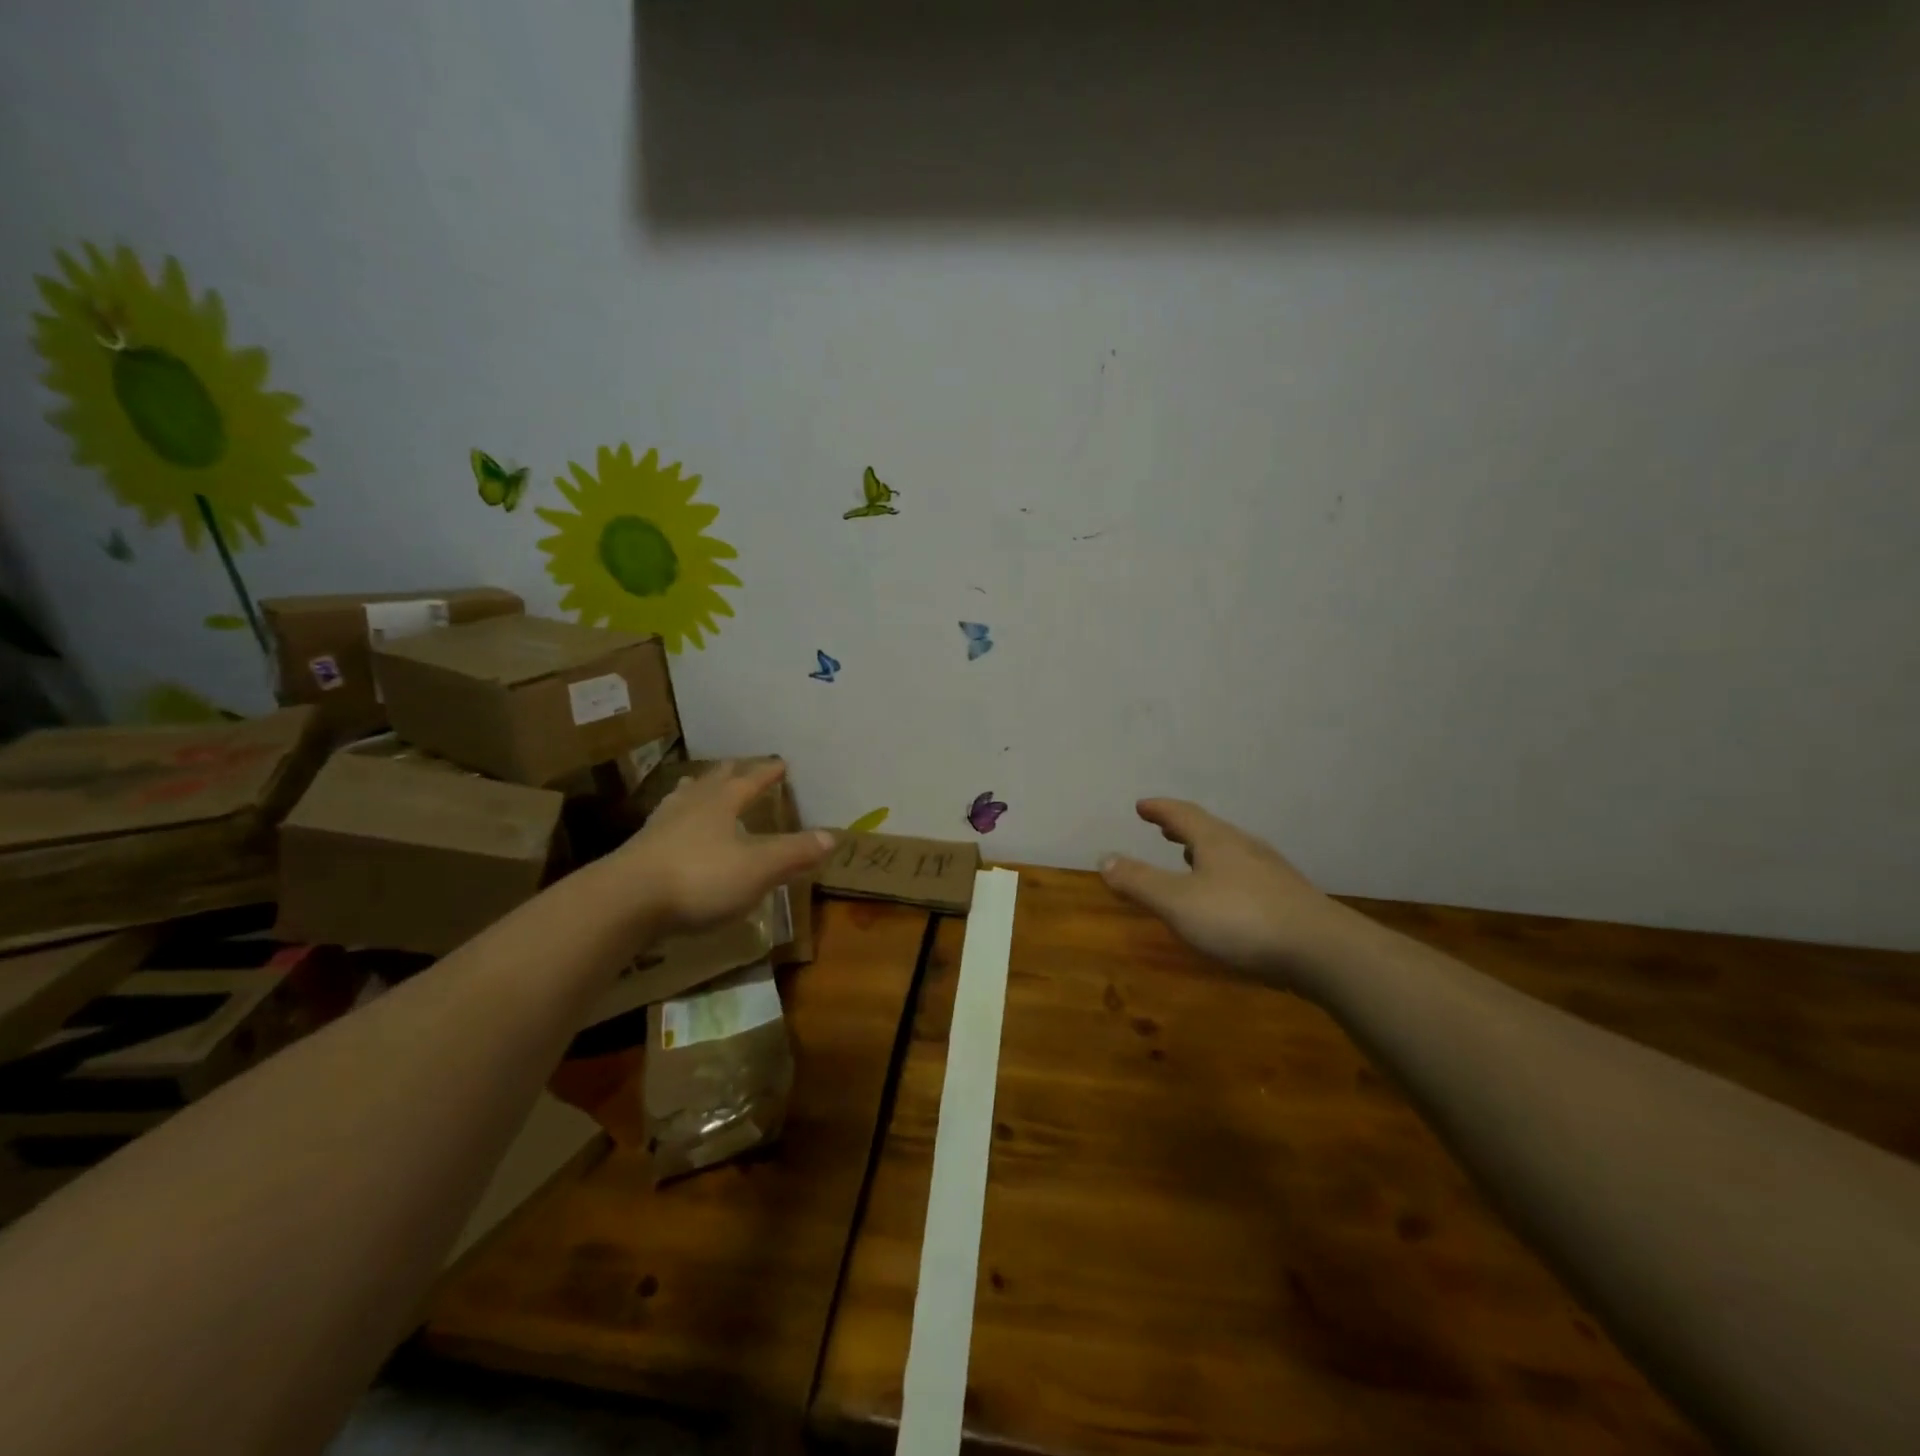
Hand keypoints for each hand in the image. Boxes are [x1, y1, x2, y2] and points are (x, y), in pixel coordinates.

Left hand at [610, 760, 834, 935]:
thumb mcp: (758, 868)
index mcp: (721, 805)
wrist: (625, 902)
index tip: (780, 762)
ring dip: (694, 791)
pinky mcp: (637, 853)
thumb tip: (831, 836)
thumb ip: (794, 853)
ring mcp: (659, 829)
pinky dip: (672, 821)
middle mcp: (689, 808)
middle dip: (728, 774)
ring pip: (681, 800)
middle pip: (711, 783)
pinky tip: (668, 830)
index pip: (749, 782)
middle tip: (736, 764)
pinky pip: (662, 826)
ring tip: (696, 784)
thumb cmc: (700, 878)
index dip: (766, 773)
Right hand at [1100, 799, 1359, 989]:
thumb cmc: (1241, 920)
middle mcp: (1245, 849)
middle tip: (1164, 829)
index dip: (1160, 809)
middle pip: (1210, 831)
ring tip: (1190, 859)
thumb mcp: (1178, 903)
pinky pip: (1247, 877)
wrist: (1323, 952)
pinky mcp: (1289, 901)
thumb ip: (1140, 882)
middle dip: (1183, 829)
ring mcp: (1272, 874)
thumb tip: (1104, 858)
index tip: (1142, 806)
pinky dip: (1225, 877)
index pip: (1182, 815)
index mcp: (1216, 842)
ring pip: (1231, 854)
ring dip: (1205, 853)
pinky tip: (1227, 899)